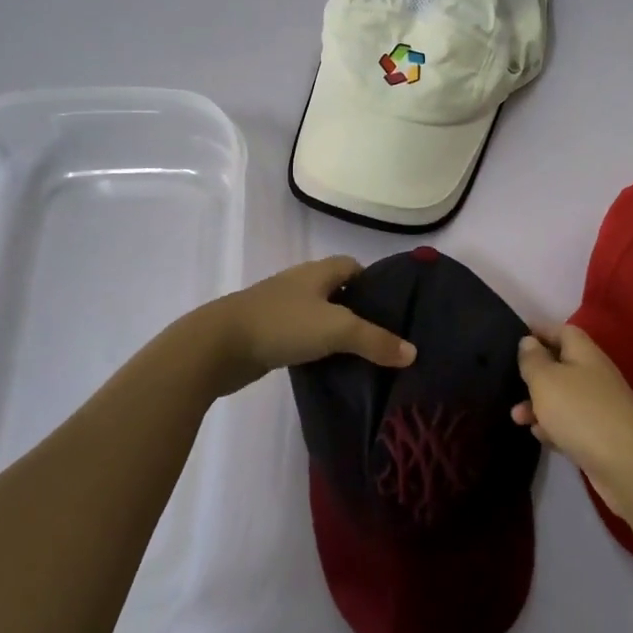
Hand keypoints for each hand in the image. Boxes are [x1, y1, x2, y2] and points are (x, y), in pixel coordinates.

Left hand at [203, 256, 414, 390]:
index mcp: (317, 272)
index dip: (373, 282)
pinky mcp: (267, 334)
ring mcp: (280, 309)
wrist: (219, 346)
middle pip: (337, 291)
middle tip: (385, 336)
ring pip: (318, 315)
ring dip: (336, 331)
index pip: (352, 266)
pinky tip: (329, 367)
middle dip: (359, 309)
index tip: (392, 307)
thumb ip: (376, 340)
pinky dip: (316, 347)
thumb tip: (413, 352)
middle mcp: (300, 284)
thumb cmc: (282, 324)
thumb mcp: (337, 329)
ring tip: (363, 355)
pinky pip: (301, 336)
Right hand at [513, 323, 632, 519]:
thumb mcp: (546, 380)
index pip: (562, 331)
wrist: (628, 467)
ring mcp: (599, 407)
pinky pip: (569, 424)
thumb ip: (533, 359)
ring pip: (562, 397)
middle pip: (561, 365)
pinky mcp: (599, 436)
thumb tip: (528, 341)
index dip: (539, 330)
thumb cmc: (581, 412)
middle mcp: (594, 375)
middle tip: (509, 380)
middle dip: (534, 373)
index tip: (515, 335)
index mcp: (584, 353)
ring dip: (537, 404)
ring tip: (516, 417)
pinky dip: (552, 427)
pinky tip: (538, 435)